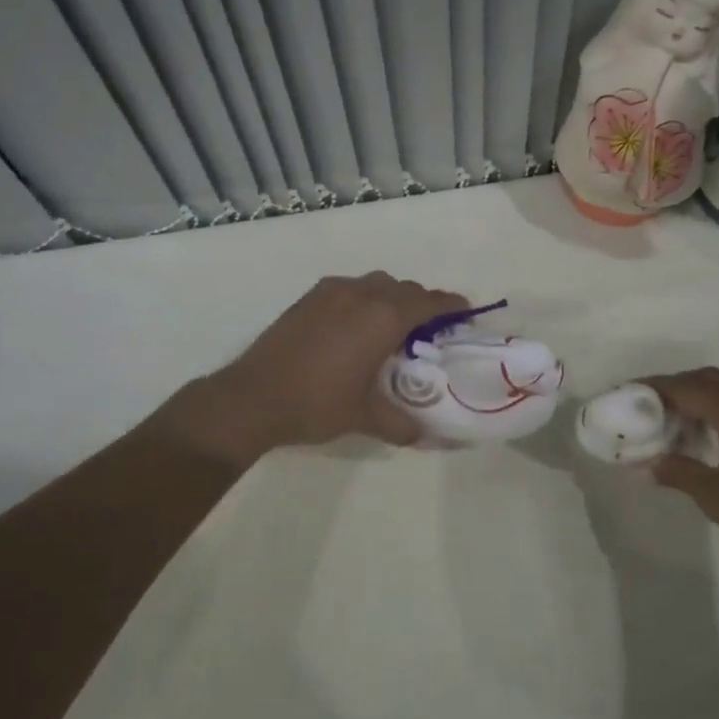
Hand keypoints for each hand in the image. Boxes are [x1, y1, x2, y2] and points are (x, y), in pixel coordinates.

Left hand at [168, 272, 469, 461]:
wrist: (254, 396)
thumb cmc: (317, 403)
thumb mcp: (364, 417)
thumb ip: (399, 423)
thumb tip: (421, 434)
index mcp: (384, 318)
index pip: (429, 302)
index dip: (451, 304)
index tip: (464, 310)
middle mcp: (363, 295)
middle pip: (405, 288)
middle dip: (422, 303)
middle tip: (429, 328)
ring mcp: (333, 292)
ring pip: (376, 283)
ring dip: (391, 297)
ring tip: (391, 324)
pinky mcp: (310, 297)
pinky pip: (350, 287)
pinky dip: (363, 297)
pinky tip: (354, 323)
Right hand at [643, 367, 718, 586]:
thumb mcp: (715, 498)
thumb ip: (678, 472)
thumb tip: (645, 466)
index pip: (687, 388)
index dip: (656, 387)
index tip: (632, 390)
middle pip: (714, 377)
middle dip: (683, 385)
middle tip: (658, 404)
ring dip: (713, 388)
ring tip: (693, 414)